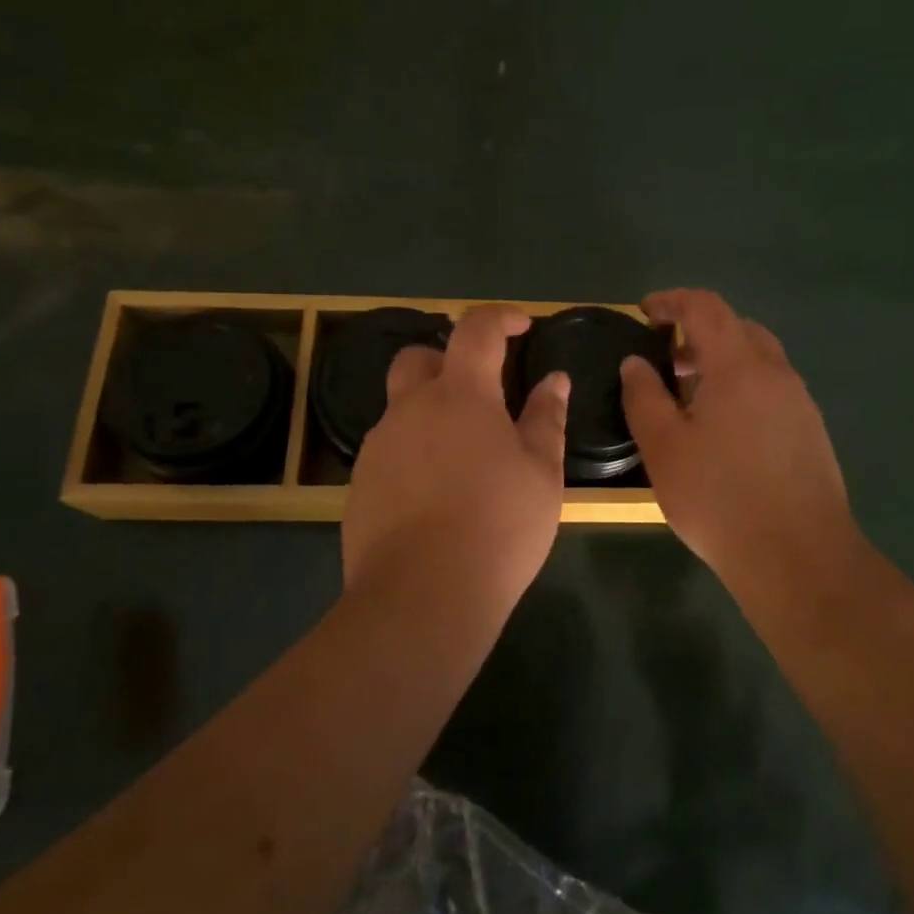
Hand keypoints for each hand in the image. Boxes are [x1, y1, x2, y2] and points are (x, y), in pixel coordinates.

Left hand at [344, 305, 568, 608]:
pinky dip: (414, 453)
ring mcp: (379, 446)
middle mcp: (410, 409)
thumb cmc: (498, 526)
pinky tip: (436, 494)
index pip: (476, 329)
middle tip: (482, 392)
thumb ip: (546, 418)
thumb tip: (554, 380)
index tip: (522, 326)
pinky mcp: (360, 484)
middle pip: (419, 358)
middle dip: (449, 360)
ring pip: (402, 408)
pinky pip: (390, 450)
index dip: (500, 317)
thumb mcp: (541, 472)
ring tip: (464, 458)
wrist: (422, 596)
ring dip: (431, 413)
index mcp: (460, 395)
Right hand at [621, 288, 859, 588]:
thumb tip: (636, 363)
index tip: (645, 312)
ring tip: (690, 393)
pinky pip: (771, 386)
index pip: (705, 307)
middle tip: (665, 357)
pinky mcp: (811, 429)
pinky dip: (742, 384)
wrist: (798, 555)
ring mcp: (799, 400)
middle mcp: (775, 371)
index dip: (672, 301)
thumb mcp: (663, 447)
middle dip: (697, 330)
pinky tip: (724, 426)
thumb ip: (644, 396)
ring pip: (758, 358)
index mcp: (738, 365)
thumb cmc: (719, 498)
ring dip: (722, 359)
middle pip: (736, 326)